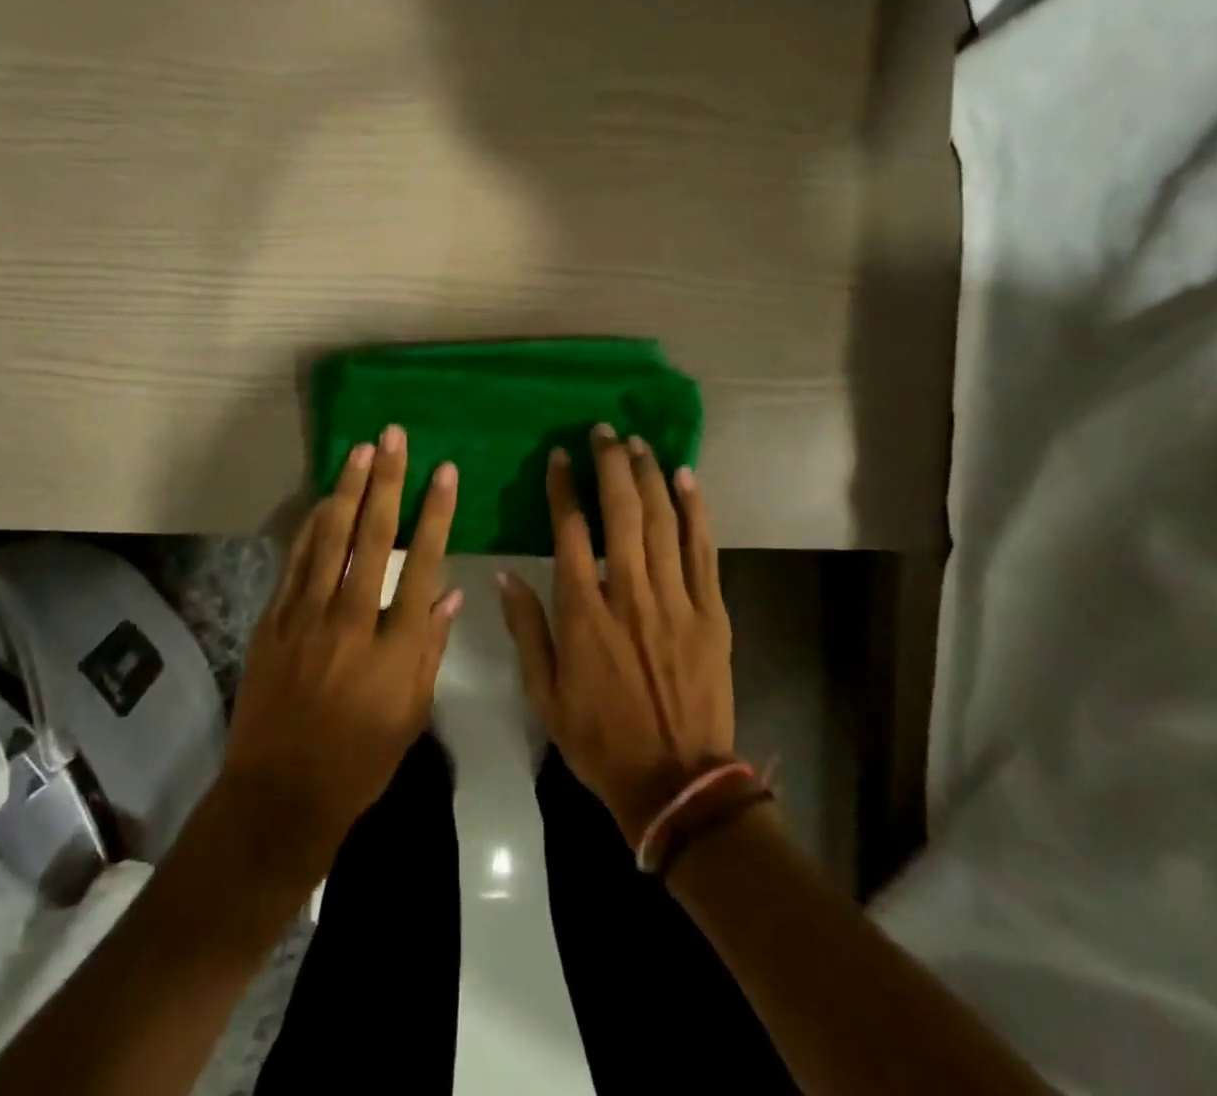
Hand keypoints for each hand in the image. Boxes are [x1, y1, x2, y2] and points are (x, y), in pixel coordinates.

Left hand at [220, 426, 460, 875]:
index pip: (423, 564)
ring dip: (348, 491)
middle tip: (394, 437)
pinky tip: (324, 500)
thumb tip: (448, 595)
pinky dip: (311, 528)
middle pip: (374, 538)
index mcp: (395, 647)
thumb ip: (430, 649)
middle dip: (387, 482)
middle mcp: (352, 621)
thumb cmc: (359, 762)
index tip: (444, 473)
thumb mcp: (411, 714)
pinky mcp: (274, 622)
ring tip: (361, 451)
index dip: (436, 514)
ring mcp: (307, 618)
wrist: (280, 795)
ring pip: (331, 540)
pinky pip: (296, 563)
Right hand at [498, 423, 734, 846]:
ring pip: (662, 522)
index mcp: (584, 613)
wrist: (676, 783)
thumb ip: (526, 628)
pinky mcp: (710, 611)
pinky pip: (703, 550)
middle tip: (604, 432)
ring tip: (638, 443)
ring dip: (649, 477)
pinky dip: (696, 510)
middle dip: (611, 466)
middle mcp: (630, 594)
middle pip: (622, 513)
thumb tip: (506, 573)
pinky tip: (686, 478)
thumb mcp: (545, 693)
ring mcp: (676, 600)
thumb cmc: (600, 738)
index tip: (561, 457)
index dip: (565, 488)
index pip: (572, 532)